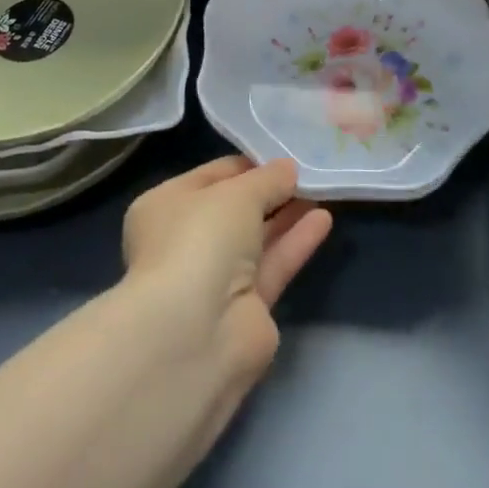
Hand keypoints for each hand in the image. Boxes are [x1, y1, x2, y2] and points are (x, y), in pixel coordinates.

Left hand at [122, 157, 332, 388]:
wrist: (196, 333)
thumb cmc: (201, 240)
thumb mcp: (236, 194)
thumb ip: (267, 180)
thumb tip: (288, 168)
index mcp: (165, 206)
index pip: (211, 176)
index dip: (247, 164)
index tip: (282, 154)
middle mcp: (185, 240)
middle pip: (235, 209)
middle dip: (270, 191)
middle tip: (308, 172)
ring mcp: (214, 278)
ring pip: (257, 238)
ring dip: (287, 215)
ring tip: (322, 190)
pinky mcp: (245, 309)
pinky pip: (273, 266)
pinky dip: (295, 243)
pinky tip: (324, 220)